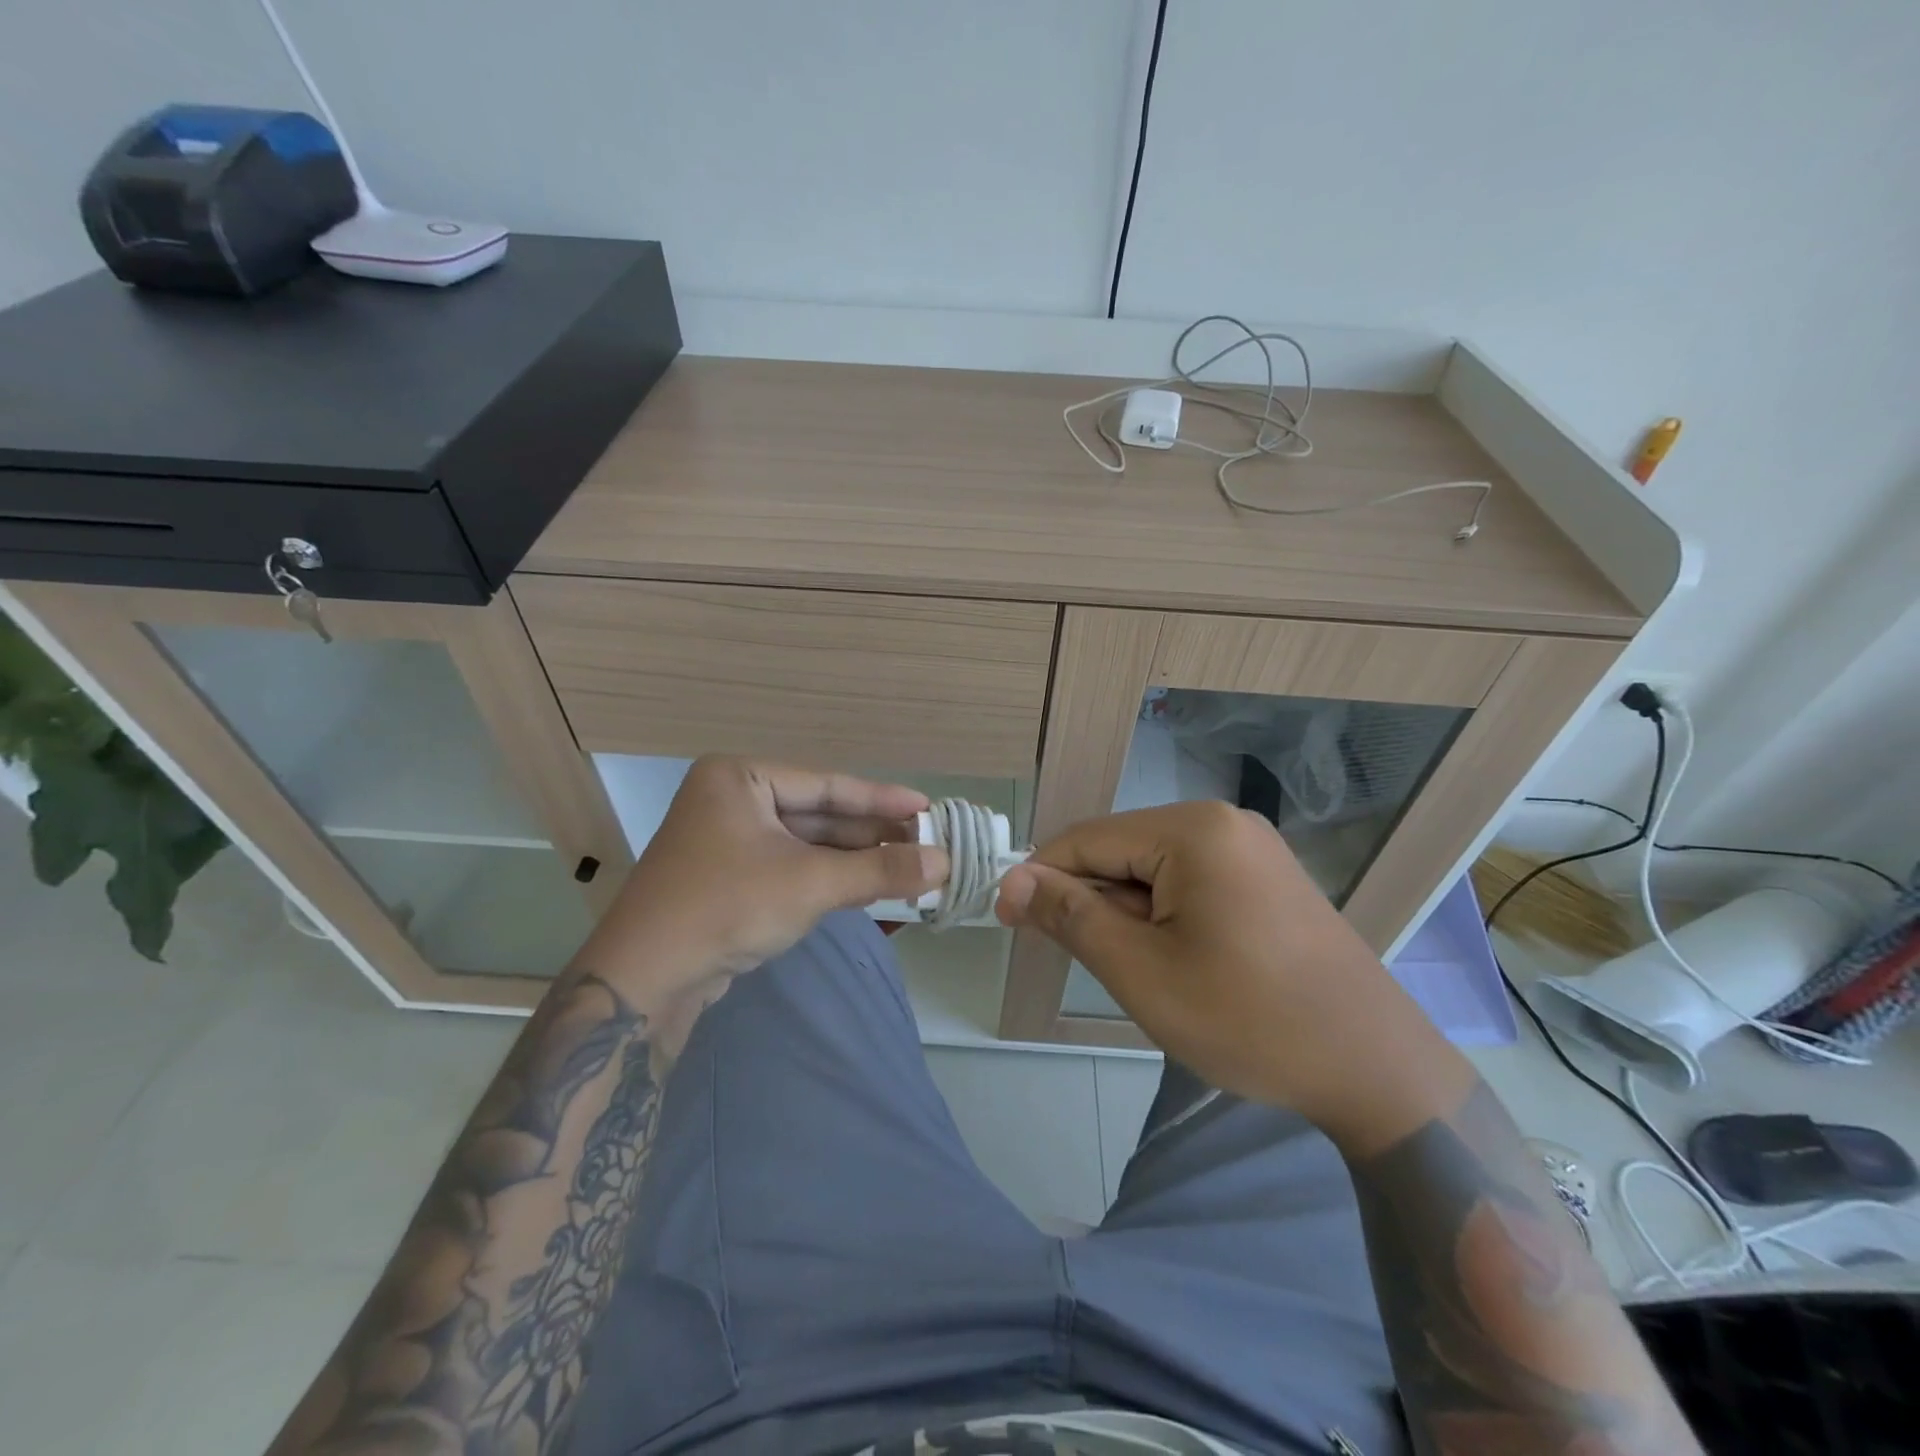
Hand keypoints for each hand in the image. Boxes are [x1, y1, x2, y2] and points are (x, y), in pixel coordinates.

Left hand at [575, 757, 946, 1010]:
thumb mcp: (812, 883)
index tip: (928, 809)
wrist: (646, 979)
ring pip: (807, 844)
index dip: (882, 799)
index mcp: (740, 778)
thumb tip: (945, 863)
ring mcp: (728, 841)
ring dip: (855, 860)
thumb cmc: (729, 906)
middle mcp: (731, 800)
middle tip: (925, 844)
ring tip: (909, 867)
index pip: (827, 784)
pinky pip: (791, 868)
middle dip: (871, 835)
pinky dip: (829, 878)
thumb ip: (881, 871)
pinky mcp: (730, 878)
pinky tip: (869, 887)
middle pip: (819, 814)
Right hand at [994, 801, 1465, 1146]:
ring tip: (1133, 971)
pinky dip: (1161, 917)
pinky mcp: (1264, 879)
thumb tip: (1014, 880)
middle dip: (1090, 901)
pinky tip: (1168, 960)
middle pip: (1122, 851)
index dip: (1040, 876)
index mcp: (1194, 830)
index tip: (1004, 918)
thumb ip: (1072, 917)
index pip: (1089, 839)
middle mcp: (1223, 823)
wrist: (1375, 1069)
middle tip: (1075, 960)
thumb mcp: (1143, 972)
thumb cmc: (1249, 1019)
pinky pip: (1189, 884)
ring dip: (1125, 914)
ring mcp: (1250, 849)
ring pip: (1153, 870)